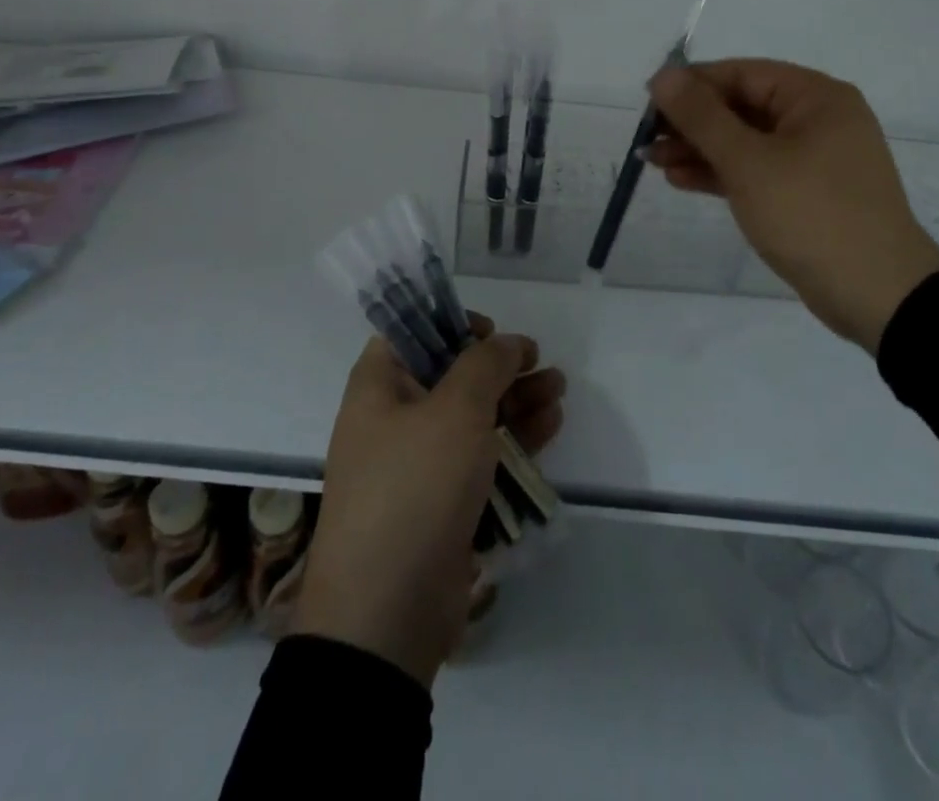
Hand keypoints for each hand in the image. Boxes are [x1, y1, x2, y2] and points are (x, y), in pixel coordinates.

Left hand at [294, 315, 565, 687]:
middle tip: (540, 360)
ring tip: (559, 388)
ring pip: (473, 415)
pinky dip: (513, 438)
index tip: (490, 331)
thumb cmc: (414, 487)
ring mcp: (419, 464)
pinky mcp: (443, 502)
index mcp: (379, 387)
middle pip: (452, 374)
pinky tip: (550, 424)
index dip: (450, 324)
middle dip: (499, 365)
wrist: (386, 614)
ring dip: (516, 399)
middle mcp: (394, 418)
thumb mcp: (455, 411)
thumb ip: (485, 365)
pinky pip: (481, 456)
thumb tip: (506, 342)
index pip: (411, 333)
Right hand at [646, 58, 938, 352]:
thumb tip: (663, 75)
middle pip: (742, 107)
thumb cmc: (811, 214)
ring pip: (746, 142)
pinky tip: (682, 181)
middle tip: (647, 139)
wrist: (878, 295)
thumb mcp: (749, 162)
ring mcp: (815, 159)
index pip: (741, 74)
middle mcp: (818, 120)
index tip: (648, 102)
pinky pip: (757, 171)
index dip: (691, 85)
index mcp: (815, 97)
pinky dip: (722, 174)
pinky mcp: (807, 193)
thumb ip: (702, 117)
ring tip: (653, 162)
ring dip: (700, 150)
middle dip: (692, 123)